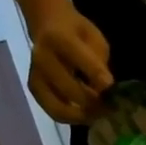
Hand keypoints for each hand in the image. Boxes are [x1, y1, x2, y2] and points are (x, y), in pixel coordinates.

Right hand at [29, 6, 113, 124]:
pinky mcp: (34, 89)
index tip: (112, 89)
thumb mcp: (93, 38)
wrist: (48, 26)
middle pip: (69, 88)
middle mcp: (42, 58)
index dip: (97, 76)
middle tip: (111, 108)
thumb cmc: (76, 33)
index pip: (79, 60)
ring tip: (100, 115)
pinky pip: (53, 112)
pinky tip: (86, 115)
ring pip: (59, 107)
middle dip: (93, 102)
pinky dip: (72, 118)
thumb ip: (98, 62)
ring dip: (82, 115)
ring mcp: (35, 76)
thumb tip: (105, 91)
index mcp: (59, 38)